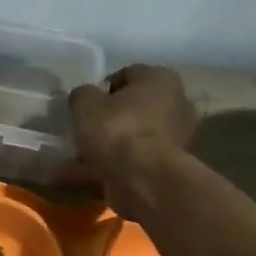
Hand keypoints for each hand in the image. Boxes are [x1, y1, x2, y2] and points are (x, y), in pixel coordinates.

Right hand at [64, 65, 198, 209]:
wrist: (144, 179)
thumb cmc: (117, 130)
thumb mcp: (86, 104)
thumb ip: (82, 95)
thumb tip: (84, 98)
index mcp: (160, 78)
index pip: (126, 76)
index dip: (101, 90)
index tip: (84, 108)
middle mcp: (176, 103)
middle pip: (133, 108)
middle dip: (108, 121)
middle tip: (84, 133)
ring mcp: (176, 137)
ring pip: (132, 138)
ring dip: (109, 148)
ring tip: (79, 161)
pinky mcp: (168, 166)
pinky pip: (134, 161)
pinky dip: (114, 167)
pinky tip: (90, 176)